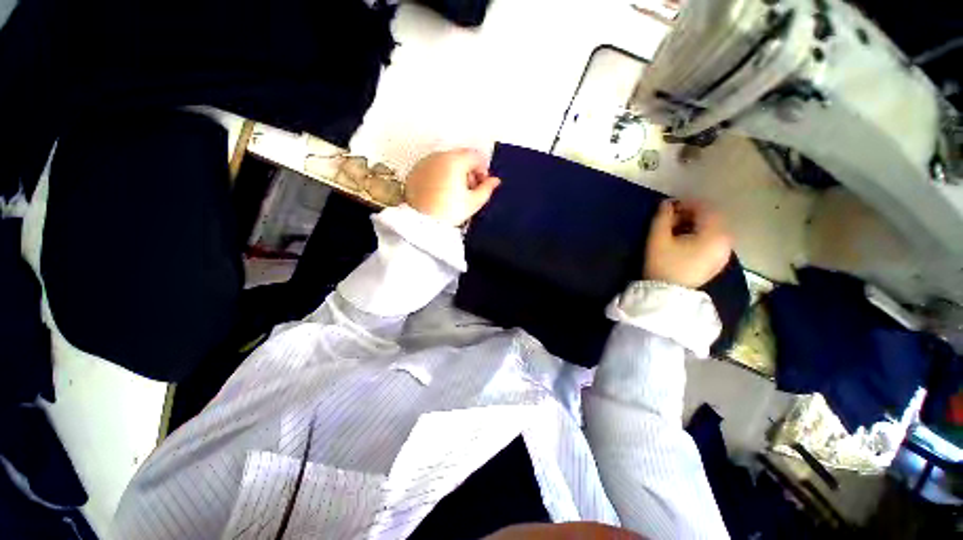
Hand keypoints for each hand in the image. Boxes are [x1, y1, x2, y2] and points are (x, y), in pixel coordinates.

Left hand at [404, 149, 501, 226]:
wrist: (422, 223)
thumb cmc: (449, 212)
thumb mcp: (473, 202)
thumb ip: (487, 189)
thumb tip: (495, 181)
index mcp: (455, 161)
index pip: (475, 156)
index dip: (483, 170)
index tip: (483, 184)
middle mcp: (438, 157)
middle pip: (460, 157)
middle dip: (468, 170)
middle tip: (470, 189)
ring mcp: (424, 163)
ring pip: (446, 161)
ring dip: (454, 172)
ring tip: (455, 193)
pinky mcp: (414, 172)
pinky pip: (432, 168)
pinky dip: (440, 175)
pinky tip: (441, 192)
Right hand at [644, 199, 731, 288]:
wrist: (668, 295)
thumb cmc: (663, 264)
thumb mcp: (657, 238)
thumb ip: (662, 217)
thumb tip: (666, 203)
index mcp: (715, 234)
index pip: (705, 209)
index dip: (686, 204)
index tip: (669, 208)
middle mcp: (726, 241)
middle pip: (712, 219)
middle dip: (691, 215)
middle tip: (671, 219)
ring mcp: (725, 253)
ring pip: (713, 230)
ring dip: (696, 225)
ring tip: (676, 231)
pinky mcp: (718, 262)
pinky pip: (713, 241)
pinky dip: (701, 236)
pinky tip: (685, 242)